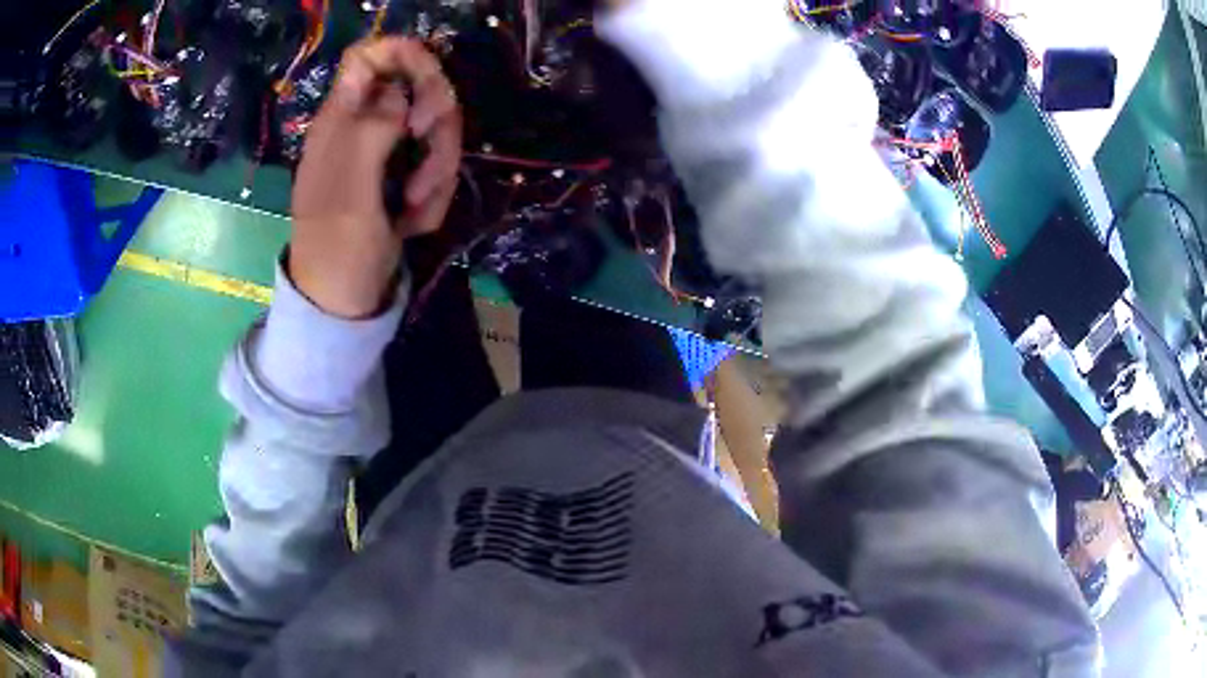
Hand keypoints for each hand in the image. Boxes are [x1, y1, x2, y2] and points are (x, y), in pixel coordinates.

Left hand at [290, 37, 462, 318]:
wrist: (345, 300)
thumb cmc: (337, 246)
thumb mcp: (350, 188)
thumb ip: (371, 128)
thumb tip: (399, 90)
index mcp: (342, 119)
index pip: (368, 58)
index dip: (401, 55)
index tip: (426, 81)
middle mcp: (367, 126)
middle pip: (419, 88)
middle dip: (436, 121)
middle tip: (429, 146)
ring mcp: (388, 152)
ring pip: (437, 130)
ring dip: (437, 170)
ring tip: (413, 209)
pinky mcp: (406, 177)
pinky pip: (438, 166)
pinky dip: (434, 197)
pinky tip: (412, 224)